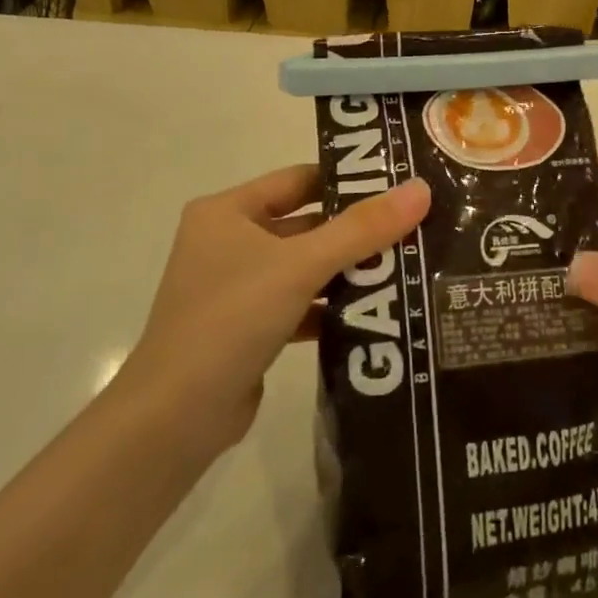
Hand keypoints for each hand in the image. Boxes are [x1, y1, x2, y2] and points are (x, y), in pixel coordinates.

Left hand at [118, 167, 429, 453]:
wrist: (176, 417)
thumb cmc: (231, 319)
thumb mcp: (300, 266)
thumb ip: (362, 229)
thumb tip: (421, 188)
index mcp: (227, 212)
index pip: (298, 180)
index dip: (348, 181)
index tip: (399, 185)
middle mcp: (227, 242)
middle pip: (305, 224)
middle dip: (355, 231)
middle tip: (414, 228)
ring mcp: (235, 287)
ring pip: (303, 267)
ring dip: (347, 271)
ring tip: (406, 268)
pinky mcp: (246, 327)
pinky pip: (298, 304)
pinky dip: (330, 308)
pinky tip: (374, 313)